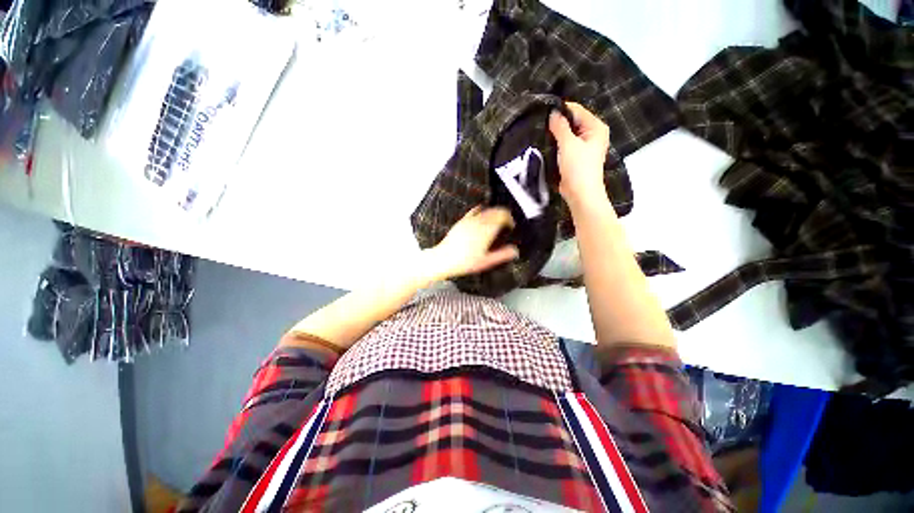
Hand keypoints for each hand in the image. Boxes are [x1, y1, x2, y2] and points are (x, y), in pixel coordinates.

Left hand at [427, 206, 519, 280]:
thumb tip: (515, 251)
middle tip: (506, 223)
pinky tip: (482, 215)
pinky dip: (481, 211)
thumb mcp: (486, 262)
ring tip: (496, 221)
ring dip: (494, 213)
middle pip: (496, 211)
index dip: (510, 219)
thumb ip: (502, 255)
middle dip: (504, 215)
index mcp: (487, 231)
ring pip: (486, 210)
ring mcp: (469, 221)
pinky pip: (474, 211)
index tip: (511, 226)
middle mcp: (479, 222)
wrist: (443, 259)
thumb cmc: (464, 262)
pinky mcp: (461, 221)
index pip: (503, 216)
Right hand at [548, 102, 609, 204]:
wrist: (580, 194)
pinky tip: (546, 144)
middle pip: (573, 121)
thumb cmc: (578, 168)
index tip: (543, 111)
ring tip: (541, 132)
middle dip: (557, 123)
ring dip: (556, 134)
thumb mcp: (568, 144)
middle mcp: (592, 134)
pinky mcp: (576, 157)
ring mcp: (584, 146)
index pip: (577, 110)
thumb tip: (552, 113)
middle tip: (540, 123)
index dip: (561, 110)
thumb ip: (560, 127)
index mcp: (596, 127)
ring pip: (568, 134)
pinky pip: (565, 145)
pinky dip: (557, 144)